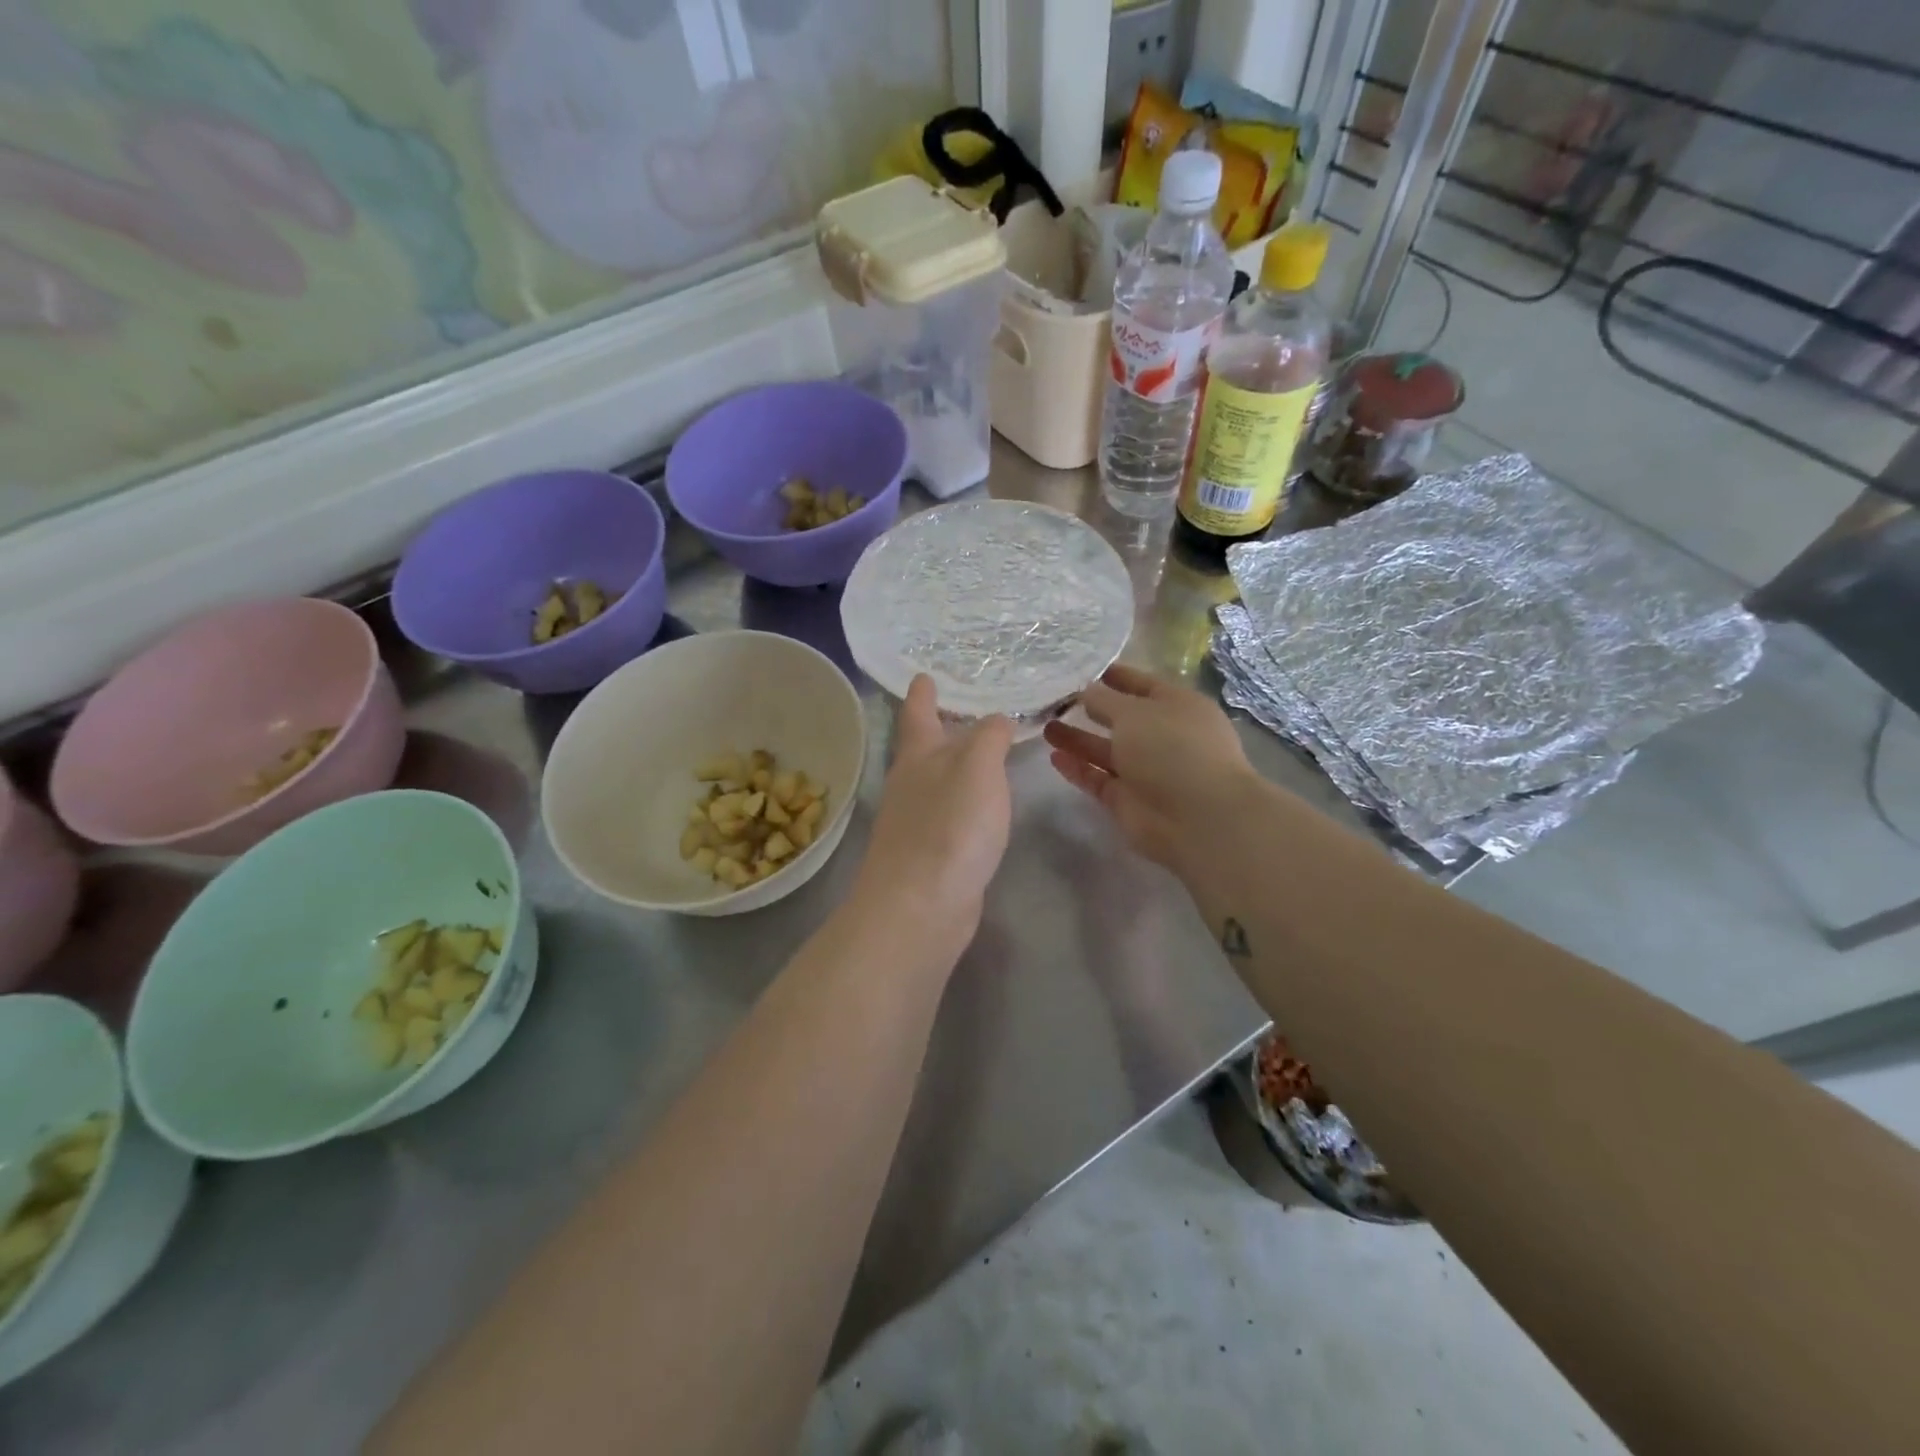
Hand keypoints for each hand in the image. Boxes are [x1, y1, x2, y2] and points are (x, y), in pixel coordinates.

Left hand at [851, 675, 1014, 956]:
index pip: (918, 712)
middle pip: (924, 748)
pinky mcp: (929, 855)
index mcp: (917, 757)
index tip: (924, 675)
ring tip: (982, 755)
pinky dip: (964, 803)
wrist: (920, 907)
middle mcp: (911, 785)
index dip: (923, 693)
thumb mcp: (977, 768)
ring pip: (937, 783)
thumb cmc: (949, 827)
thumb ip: (989, 737)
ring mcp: (916, 823)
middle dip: (941, 729)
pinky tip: (982, 809)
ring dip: (955, 767)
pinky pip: (950, 816)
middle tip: (965, 711)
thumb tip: (996, 719)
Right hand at [1043, 663, 1259, 872]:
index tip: (1078, 670)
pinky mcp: (1129, 800)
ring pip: (1106, 750)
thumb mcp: (1134, 712)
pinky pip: (1099, 779)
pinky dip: (1079, 768)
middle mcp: (1164, 736)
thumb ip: (1103, 700)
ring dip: (1077, 738)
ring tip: (1045, 726)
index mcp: (1177, 705)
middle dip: (1090, 709)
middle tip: (1053, 700)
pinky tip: (1054, 757)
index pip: (1140, 684)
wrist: (1197, 819)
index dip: (1112, 676)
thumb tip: (1086, 690)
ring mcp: (1147, 770)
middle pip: (1121, 718)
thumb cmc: (1172, 749)